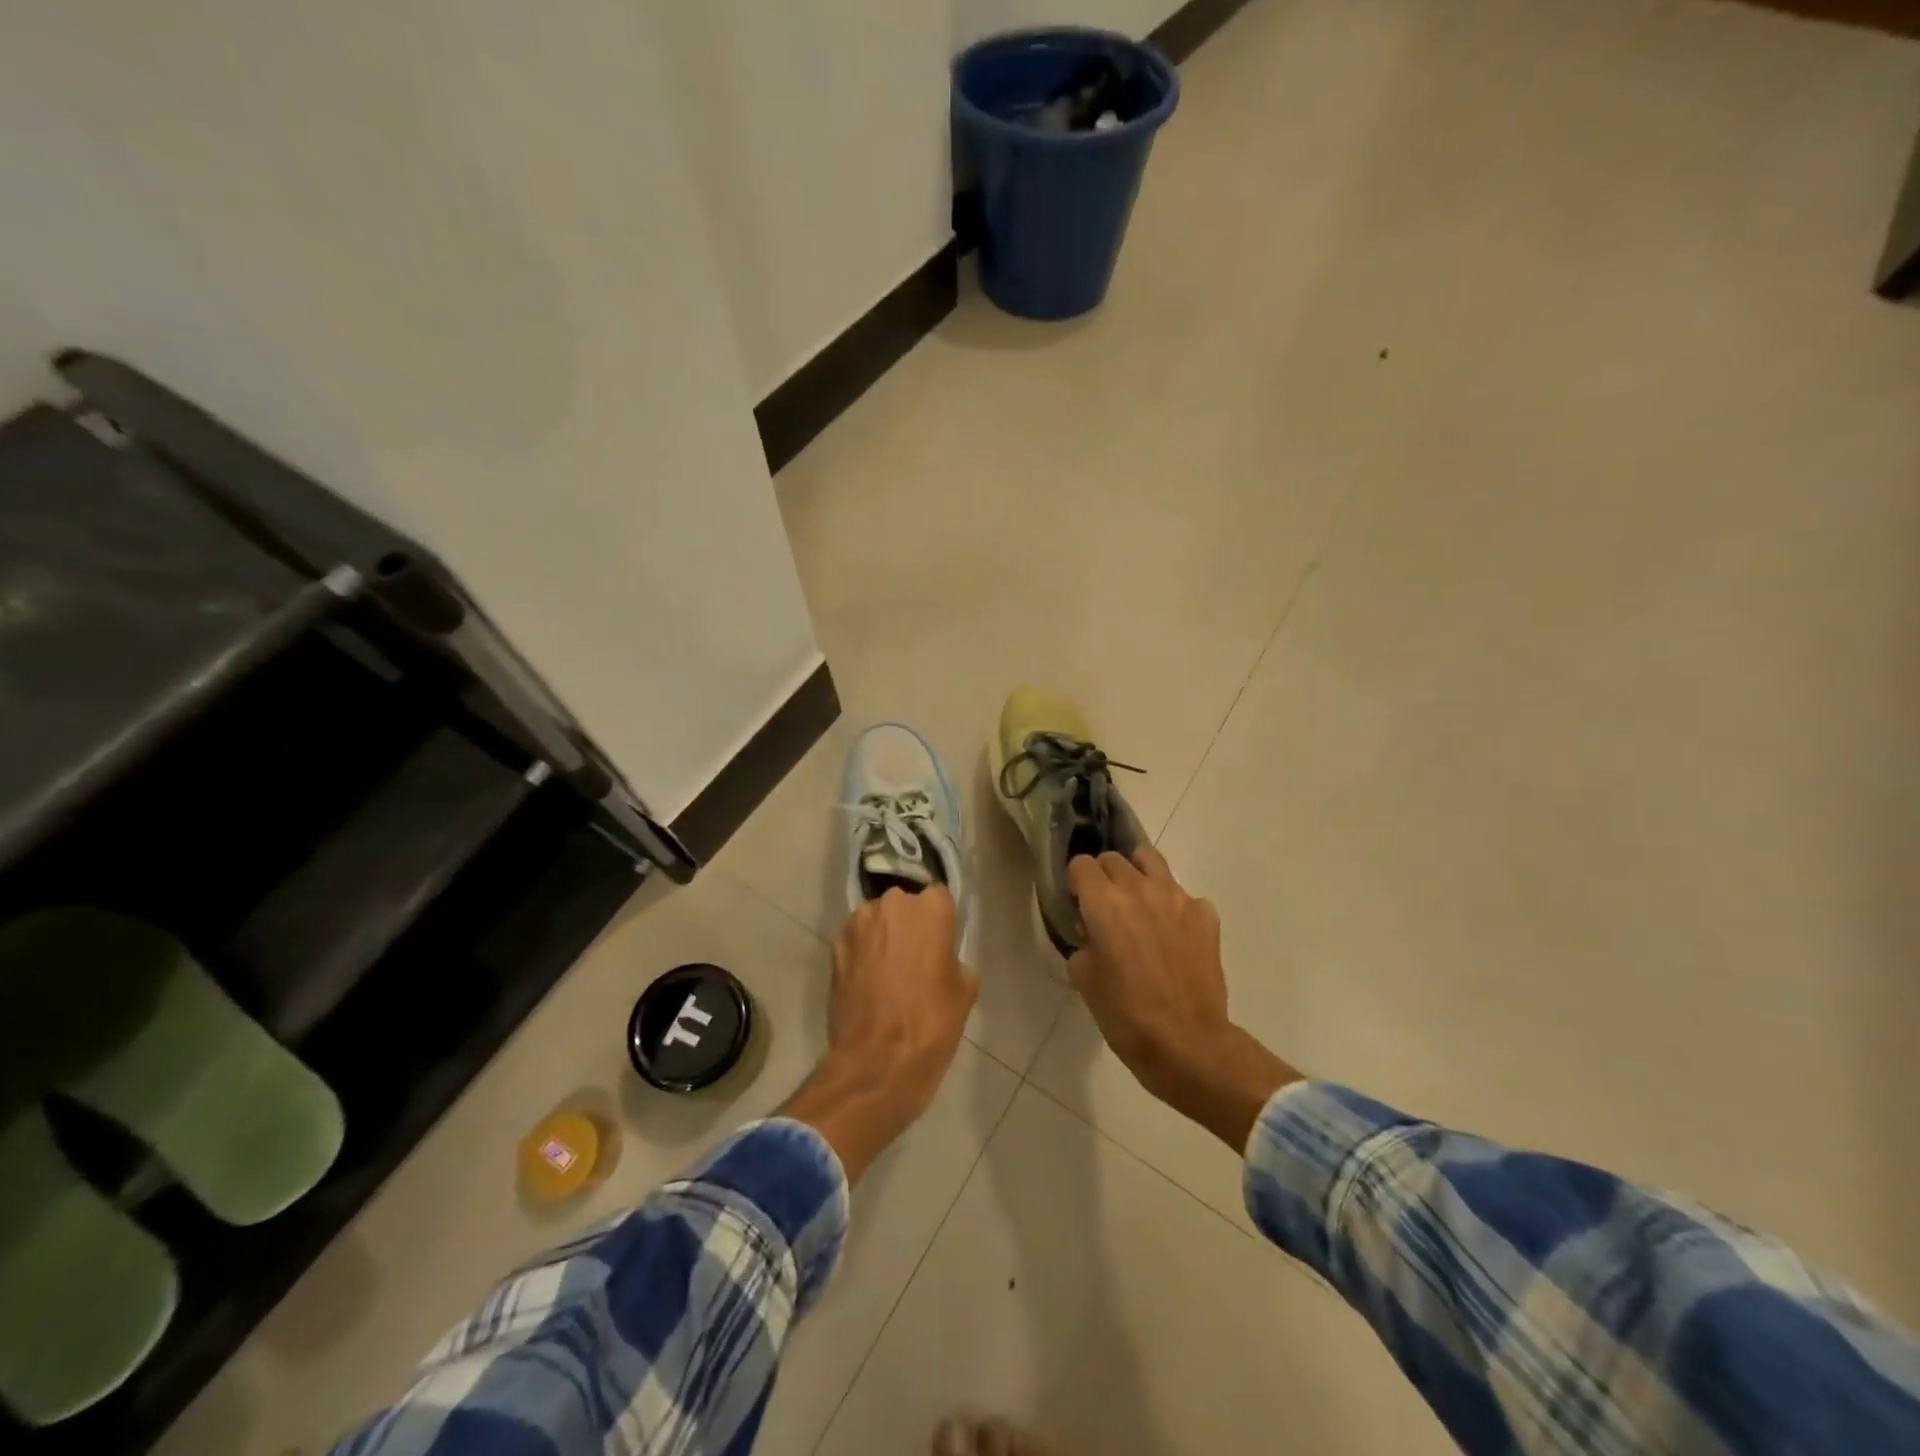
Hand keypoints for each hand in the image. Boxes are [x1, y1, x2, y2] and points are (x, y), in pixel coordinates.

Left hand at [780, 886, 977, 1183]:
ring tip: (889, 973)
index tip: (941, 941)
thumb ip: (953, 959)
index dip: (940, 920)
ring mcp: (858, 925)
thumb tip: (941, 958)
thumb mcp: (964, 992)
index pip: (938, 896)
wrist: (876, 1062)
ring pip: (876, 921)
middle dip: (908, 925)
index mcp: (929, 909)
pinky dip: (862, 955)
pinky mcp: (835, 949)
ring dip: (882, 937)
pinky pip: (855, 942)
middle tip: (915, 958)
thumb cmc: (931, 1024)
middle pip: (904, 905)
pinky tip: (868, 984)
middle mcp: (891, 905)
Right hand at [1066, 847, 1299, 1149]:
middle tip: (1104, 907)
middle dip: (1103, 876)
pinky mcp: (1205, 915)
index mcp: (1104, 903)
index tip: (1076, 902)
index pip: (1081, 865)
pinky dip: (1173, 906)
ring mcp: (1178, 898)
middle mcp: (1140, 889)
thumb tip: (1093, 934)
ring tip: (1137, 903)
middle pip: (1114, 859)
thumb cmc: (1126, 1015)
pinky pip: (1183, 895)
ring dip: (1138, 875)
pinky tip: (1172, 933)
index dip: (1075, 882)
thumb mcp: (1084, 979)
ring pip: (1151, 861)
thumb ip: (1083, 943)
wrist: (1188, 1043)